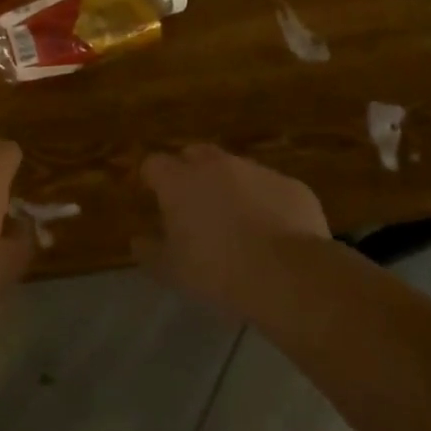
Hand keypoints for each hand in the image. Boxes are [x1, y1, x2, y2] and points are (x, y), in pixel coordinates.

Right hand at [138, 144, 334, 308]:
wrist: (289, 276)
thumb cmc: (217, 272)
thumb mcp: (172, 270)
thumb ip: (150, 251)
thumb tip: (138, 240)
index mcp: (179, 181)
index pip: (154, 164)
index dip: (152, 178)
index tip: (154, 197)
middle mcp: (216, 165)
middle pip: (195, 154)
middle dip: (190, 172)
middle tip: (193, 204)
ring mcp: (257, 171)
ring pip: (235, 169)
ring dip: (230, 186)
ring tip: (236, 221)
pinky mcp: (292, 186)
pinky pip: (270, 188)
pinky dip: (265, 202)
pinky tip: (273, 232)